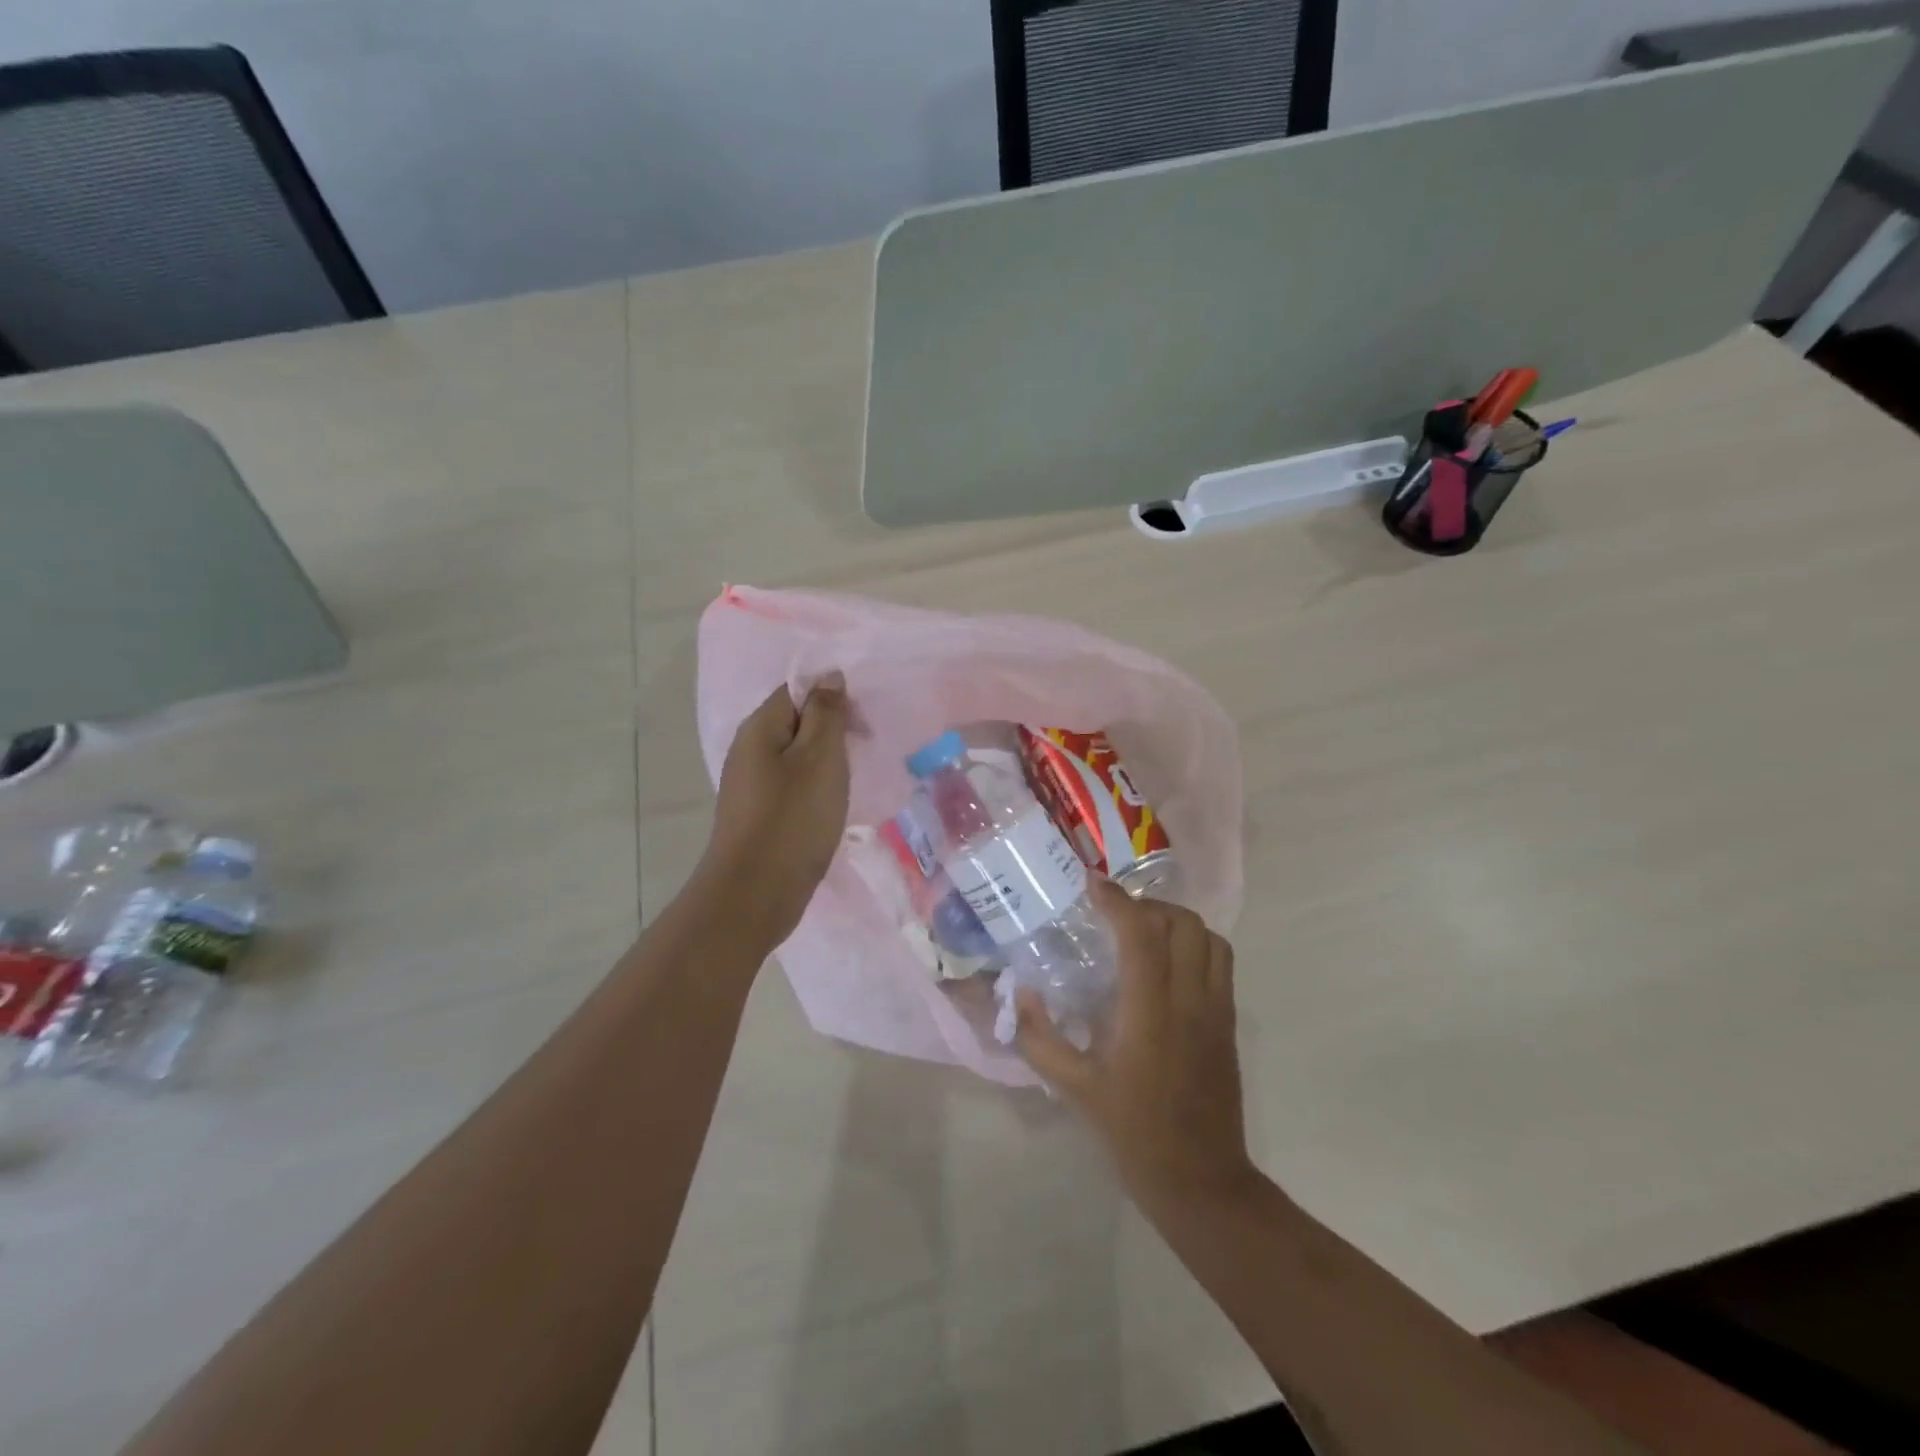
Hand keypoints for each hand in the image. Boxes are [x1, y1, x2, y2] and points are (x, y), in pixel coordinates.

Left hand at [702, 674, 850, 945]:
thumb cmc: (793, 819)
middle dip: (832, 730)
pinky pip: (791, 787)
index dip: (832, 697)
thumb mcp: (820, 757)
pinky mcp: (758, 816)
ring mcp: (750, 786)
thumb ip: (826, 713)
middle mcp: (748, 751)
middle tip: (865, 750)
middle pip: (795, 723)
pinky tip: (832, 806)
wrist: (755, 894)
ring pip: (795, 758)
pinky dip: (815, 789)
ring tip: (854, 779)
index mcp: (759, 729)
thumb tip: (828, 676)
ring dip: (826, 762)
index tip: (864, 722)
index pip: (796, 690)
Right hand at [1016, 880, 1257, 1215]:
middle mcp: (1190, 1002)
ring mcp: (1217, 1011)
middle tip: (1114, 913)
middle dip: (1147, 905)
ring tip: (1144, 931)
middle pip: (1183, 924)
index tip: (1091, 885)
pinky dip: (1195, 945)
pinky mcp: (1230, 1024)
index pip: (1141, 935)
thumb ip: (1040, 1038)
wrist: (1201, 1181)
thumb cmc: (1133, 1134)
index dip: (1117, 901)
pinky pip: (1220, 963)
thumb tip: (1021, 993)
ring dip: (1176, 922)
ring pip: (1209, 938)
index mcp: (1150, 1014)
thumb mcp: (1074, 1090)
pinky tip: (1166, 964)